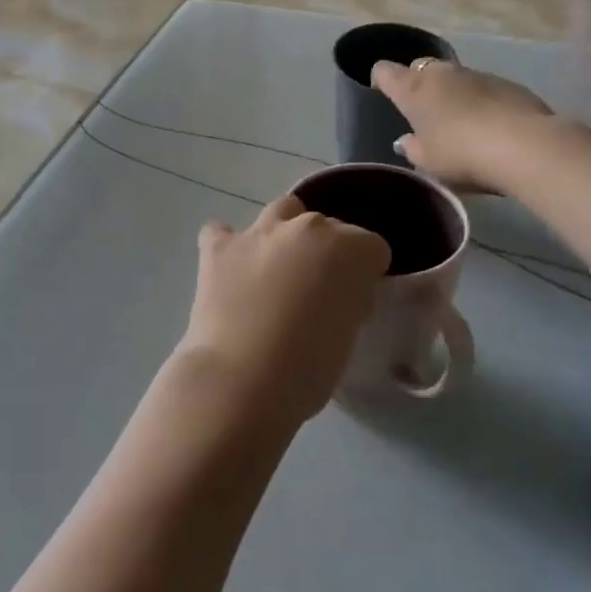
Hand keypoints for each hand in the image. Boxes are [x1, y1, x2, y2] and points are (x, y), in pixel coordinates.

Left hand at [174, 197, 391, 425]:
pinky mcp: (218, 247)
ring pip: (281, 212)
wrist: (241, 379)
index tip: (357, 301)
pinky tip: (229, 269)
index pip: (372, 247)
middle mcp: (307, 228)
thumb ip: (350, 302)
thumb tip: (340, 296)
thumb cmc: (308, 370)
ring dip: (283, 233)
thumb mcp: (349, 336)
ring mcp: (259, 232)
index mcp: (351, 249)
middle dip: (326, 251)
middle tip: (316, 291)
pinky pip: (222, 231)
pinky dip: (228, 246)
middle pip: (327, 226)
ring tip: (276, 270)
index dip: (366, 274)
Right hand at [371, 59, 552, 193]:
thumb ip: (412, 148)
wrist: (525, 146)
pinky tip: (490, 126)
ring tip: (460, 123)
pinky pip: (484, 88)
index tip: (382, 94)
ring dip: (452, 93)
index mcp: (413, 89)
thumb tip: (407, 140)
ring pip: (455, 78)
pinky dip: (480, 101)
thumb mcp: (427, 162)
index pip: (384, 71)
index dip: (380, 80)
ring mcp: (477, 75)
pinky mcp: (508, 84)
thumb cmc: (461, 154)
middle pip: (421, 68)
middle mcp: (442, 74)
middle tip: (423, 113)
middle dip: (419, 85)